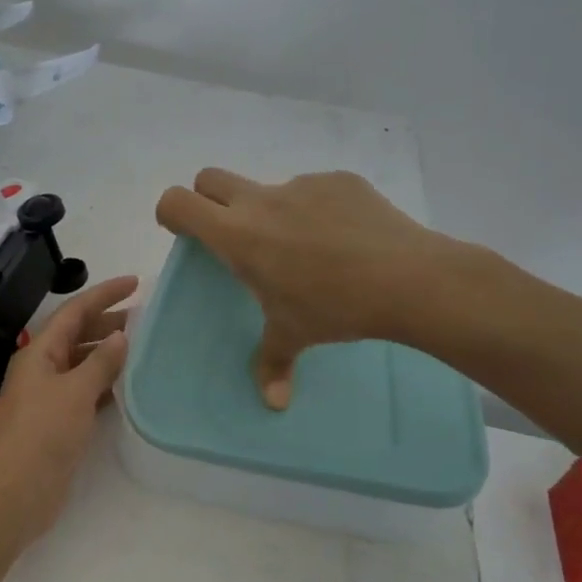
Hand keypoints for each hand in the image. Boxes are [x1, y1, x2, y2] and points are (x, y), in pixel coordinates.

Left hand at [0, 274, 137, 541]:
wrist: (14, 493)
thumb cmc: (42, 435)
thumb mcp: (76, 392)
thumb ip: (100, 363)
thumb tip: (121, 336)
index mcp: (39, 352)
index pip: (74, 312)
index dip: (104, 294)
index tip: (135, 283)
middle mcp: (42, 368)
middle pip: (77, 335)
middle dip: (108, 322)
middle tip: (145, 318)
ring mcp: (48, 396)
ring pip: (82, 364)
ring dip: (108, 354)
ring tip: (142, 348)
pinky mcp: (57, 422)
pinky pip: (85, 391)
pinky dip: (106, 384)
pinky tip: (128, 386)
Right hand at [155, 169, 483, 407]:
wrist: (409, 279)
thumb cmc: (336, 307)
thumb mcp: (294, 335)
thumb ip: (272, 364)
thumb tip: (274, 402)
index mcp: (238, 235)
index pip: (178, 202)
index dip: (171, 213)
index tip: (185, 234)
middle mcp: (262, 200)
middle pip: (209, 178)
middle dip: (209, 200)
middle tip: (234, 237)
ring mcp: (303, 185)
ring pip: (268, 189)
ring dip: (271, 212)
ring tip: (309, 252)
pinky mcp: (340, 180)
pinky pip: (314, 191)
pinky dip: (316, 211)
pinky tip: (345, 242)